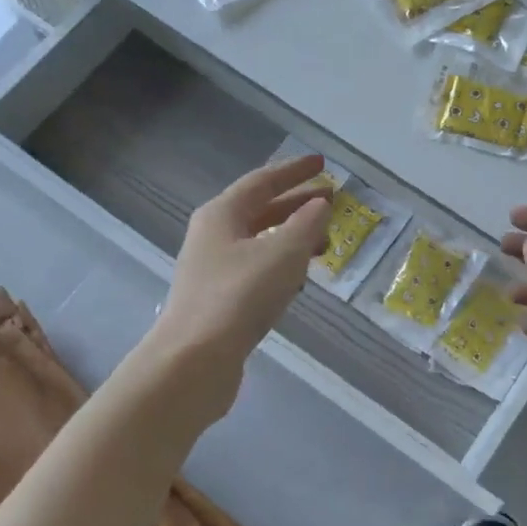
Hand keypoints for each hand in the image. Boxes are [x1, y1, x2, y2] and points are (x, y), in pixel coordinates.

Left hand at [154, 154, 331, 407]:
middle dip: (297, 205)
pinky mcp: (219, 300)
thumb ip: (306, 224)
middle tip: (331, 203)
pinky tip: (299, 280)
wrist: (194, 360)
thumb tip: (320, 205)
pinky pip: (257, 270)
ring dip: (292, 238)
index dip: (295, 171)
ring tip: (324, 243)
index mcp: (221, 214)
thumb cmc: (239, 296)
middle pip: (260, 210)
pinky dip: (281, 266)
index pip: (263, 181)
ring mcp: (213, 270)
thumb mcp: (282, 254)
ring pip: (259, 242)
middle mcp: (213, 236)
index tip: (323, 165)